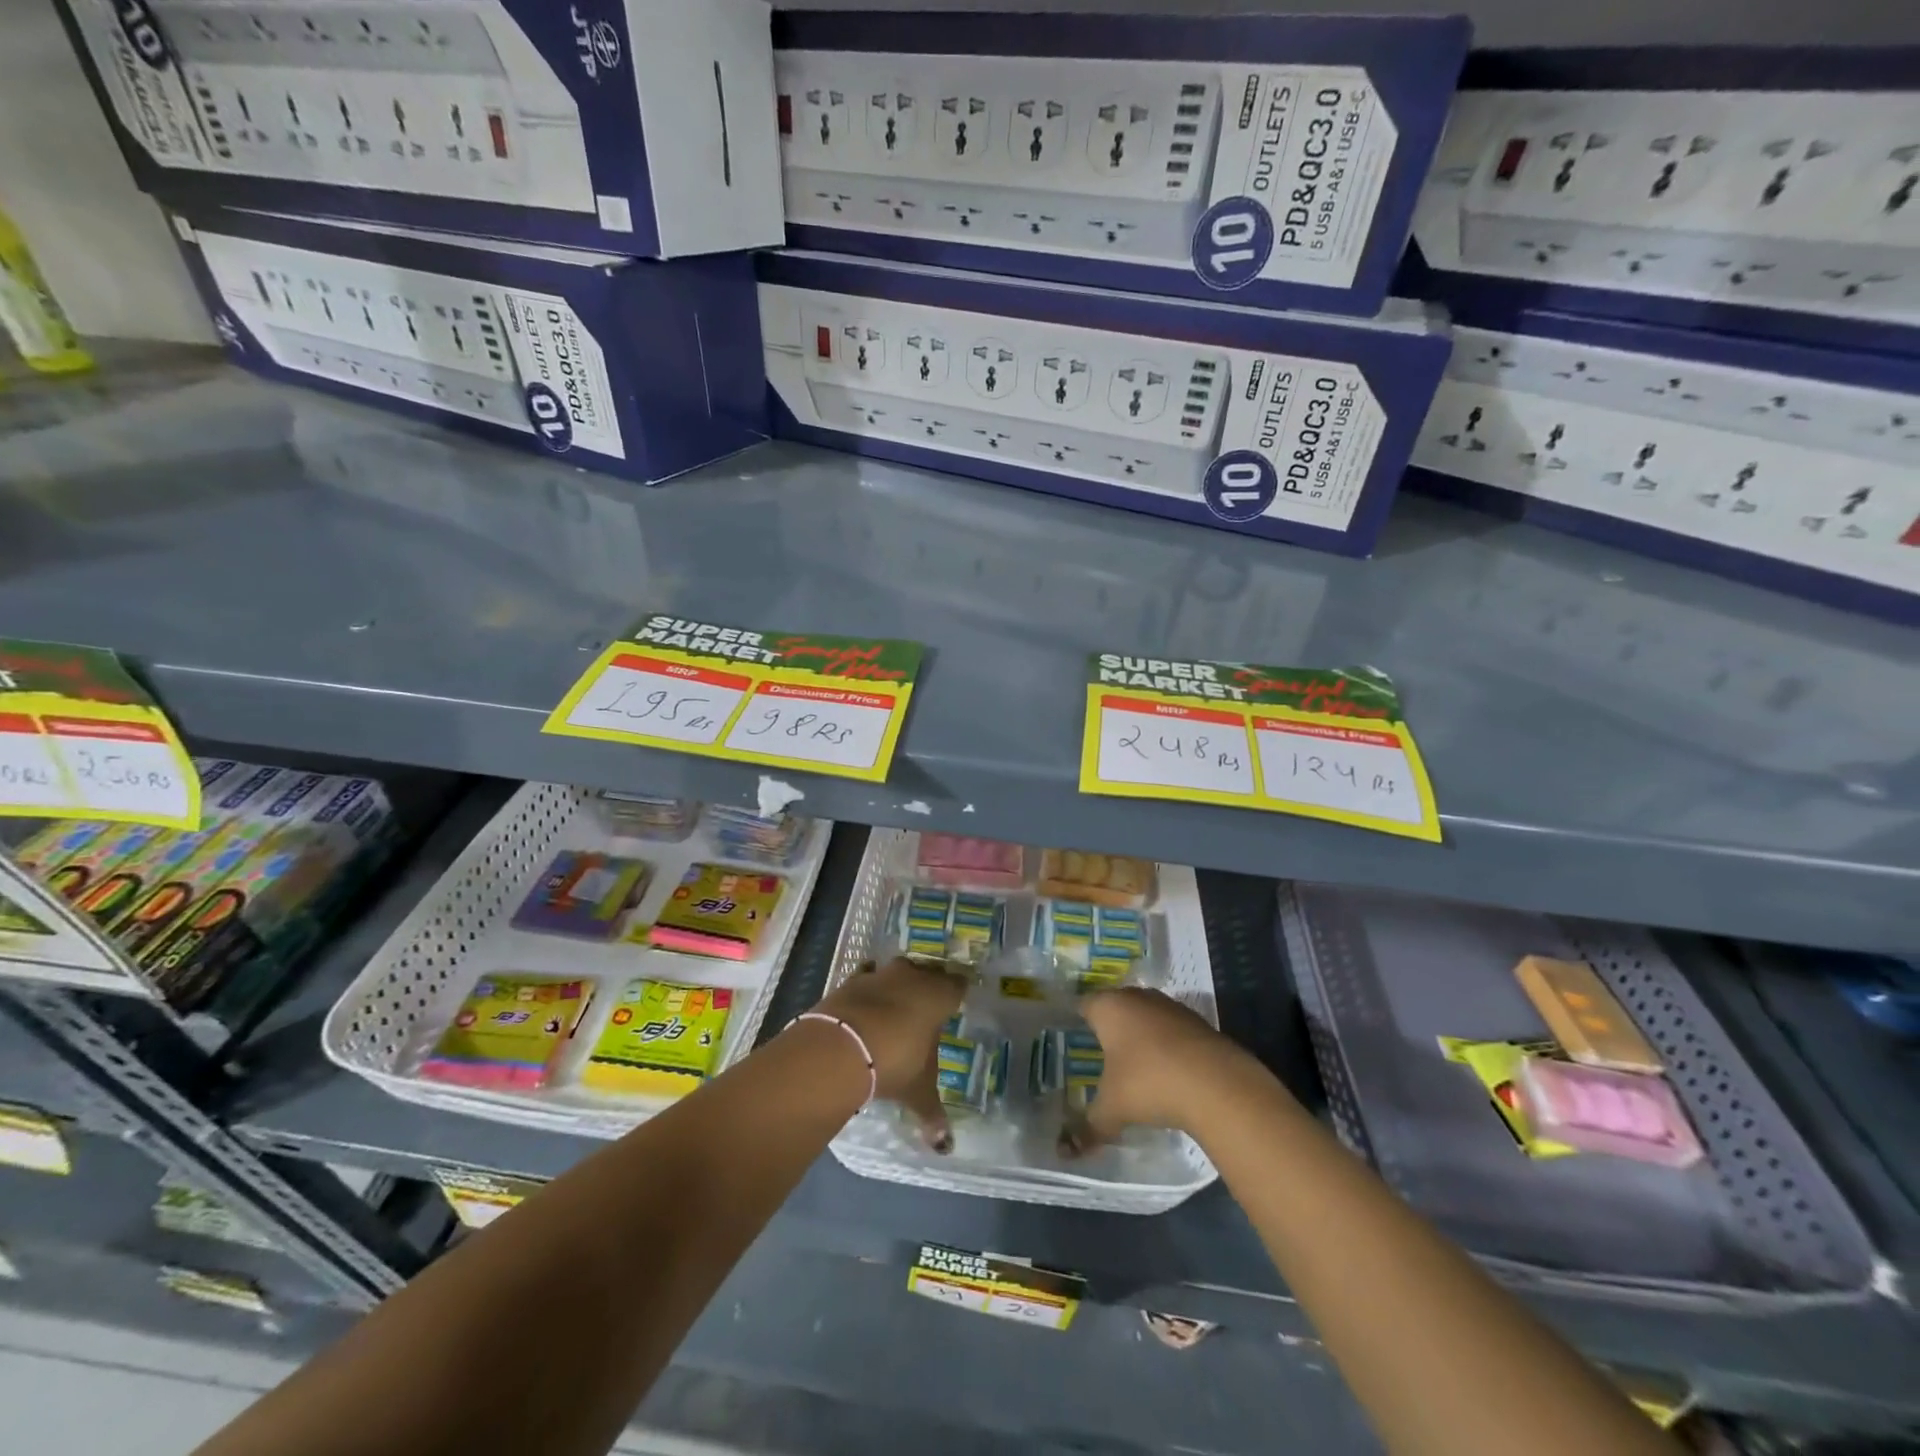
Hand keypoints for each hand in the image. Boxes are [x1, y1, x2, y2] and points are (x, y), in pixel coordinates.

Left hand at [814, 958, 966, 1152]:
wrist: (841, 1046)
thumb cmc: (895, 1061)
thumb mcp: (917, 1090)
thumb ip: (932, 1113)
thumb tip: (945, 1146)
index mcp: (939, 996)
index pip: (958, 985)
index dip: (957, 994)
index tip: (956, 1006)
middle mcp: (913, 977)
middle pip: (928, 973)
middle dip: (928, 986)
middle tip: (927, 1007)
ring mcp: (881, 975)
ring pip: (897, 971)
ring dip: (897, 984)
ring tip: (896, 1004)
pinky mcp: (852, 980)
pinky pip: (866, 977)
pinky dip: (867, 988)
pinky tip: (865, 1002)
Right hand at [1063, 987, 1261, 1155]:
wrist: (1217, 1084)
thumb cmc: (1149, 1083)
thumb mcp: (1113, 1109)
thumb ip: (1089, 1126)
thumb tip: (1066, 1150)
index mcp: (1109, 1007)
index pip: (1084, 1005)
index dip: (1076, 1020)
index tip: (1071, 1037)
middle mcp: (1138, 997)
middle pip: (1116, 1007)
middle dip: (1109, 1028)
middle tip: (1099, 1052)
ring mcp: (1170, 1007)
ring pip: (1146, 1016)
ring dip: (1140, 1035)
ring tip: (1133, 1064)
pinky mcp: (1197, 1022)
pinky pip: (1170, 1030)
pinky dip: (1166, 1045)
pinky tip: (1166, 1071)